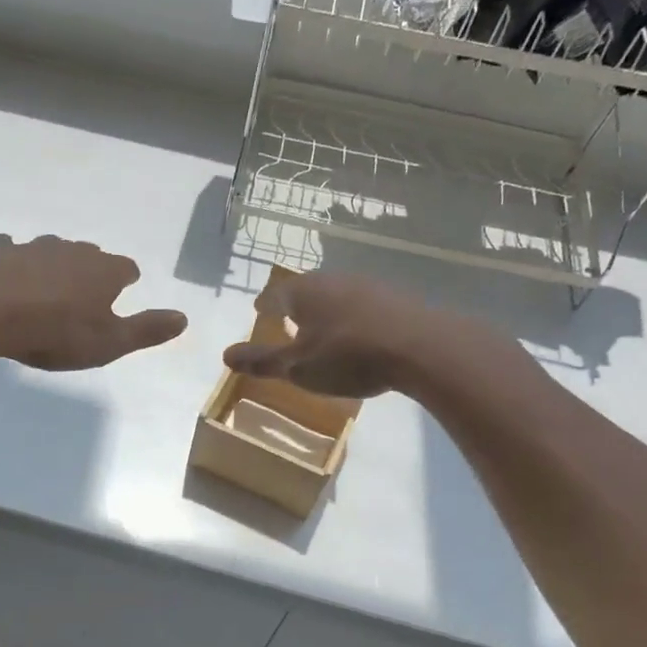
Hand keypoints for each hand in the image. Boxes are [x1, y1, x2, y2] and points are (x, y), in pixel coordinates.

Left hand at [0, 234, 187, 371]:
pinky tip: (7, 271)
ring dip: (53, 264)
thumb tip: (184, 318)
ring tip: (49, 285)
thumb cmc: (57, 332)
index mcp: (104, 271)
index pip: (126, 269)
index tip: (124, 289)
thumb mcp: (110, 342)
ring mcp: (33, 247)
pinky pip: (10, 250)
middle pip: (90, 255)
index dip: (126, 280)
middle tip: (86, 291)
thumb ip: (147, 330)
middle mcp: (72, 251)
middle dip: (91, 270)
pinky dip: (12, 259)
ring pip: (51, 250)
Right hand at [223, 271, 427, 397]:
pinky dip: (353, 319)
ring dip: (326, 312)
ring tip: (322, 330)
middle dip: (296, 305)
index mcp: (304, 291)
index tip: (260, 312)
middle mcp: (334, 279)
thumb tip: (225, 355)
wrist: (421, 347)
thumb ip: (261, 362)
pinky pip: (364, 307)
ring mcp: (369, 286)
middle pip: (307, 290)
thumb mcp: (297, 366)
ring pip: (337, 296)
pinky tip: (358, 336)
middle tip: (288, 320)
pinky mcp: (397, 299)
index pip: (276, 293)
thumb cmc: (348, 356)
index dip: (266, 305)